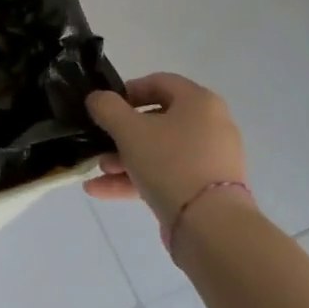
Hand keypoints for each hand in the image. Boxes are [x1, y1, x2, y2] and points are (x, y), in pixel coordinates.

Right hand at [83, 74, 250, 234]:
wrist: (210, 225)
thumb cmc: (170, 163)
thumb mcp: (129, 130)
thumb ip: (106, 107)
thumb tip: (97, 98)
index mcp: (199, 102)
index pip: (159, 82)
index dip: (128, 90)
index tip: (105, 107)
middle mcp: (211, 125)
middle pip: (158, 120)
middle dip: (122, 133)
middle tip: (100, 142)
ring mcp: (210, 159)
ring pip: (160, 151)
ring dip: (125, 158)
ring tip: (99, 171)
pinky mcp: (205, 189)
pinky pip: (167, 175)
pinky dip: (138, 179)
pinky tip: (102, 190)